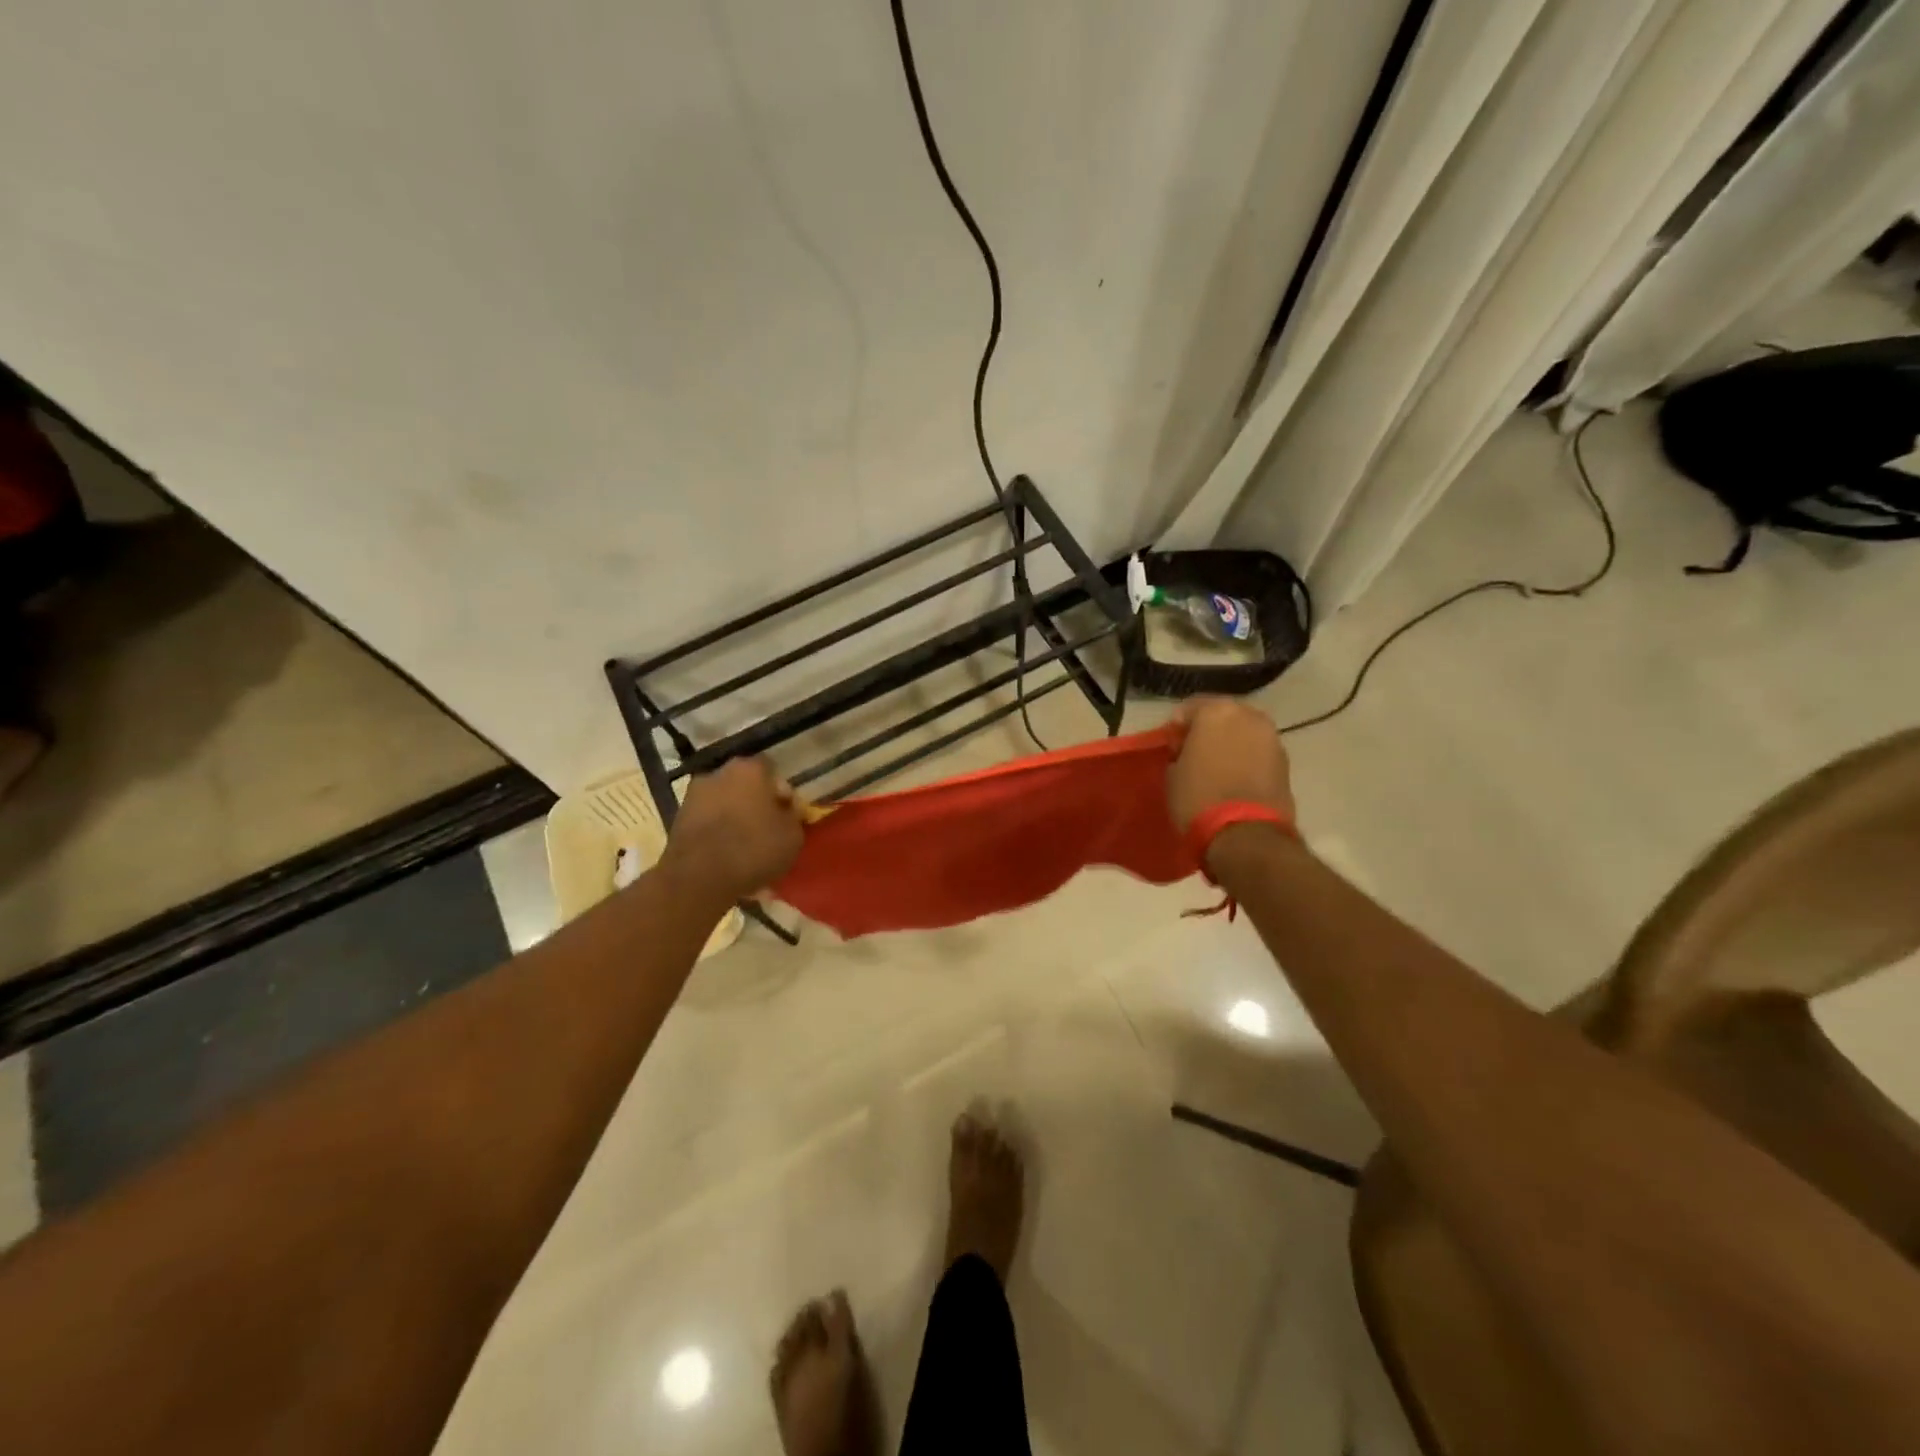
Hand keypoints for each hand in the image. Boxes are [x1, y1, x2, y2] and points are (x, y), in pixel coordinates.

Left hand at [660, 757, 804, 901]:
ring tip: (745, 846)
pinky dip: (716, 832)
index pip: (772, 772)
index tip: (787, 815)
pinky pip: (707, 821)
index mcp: (750, 769)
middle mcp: (719, 772)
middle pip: (745, 785)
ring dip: (734, 817)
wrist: (699, 877)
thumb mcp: (793, 836)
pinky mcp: (678, 818)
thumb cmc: (754, 848)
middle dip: (756, 803)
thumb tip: (786, 811)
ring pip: (724, 802)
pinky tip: (725, 854)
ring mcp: (694, 794)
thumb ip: (793, 816)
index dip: (782, 794)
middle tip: (767, 829)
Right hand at [1166, 696, 1293, 831]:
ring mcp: (1272, 738)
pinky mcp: (1286, 763)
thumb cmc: (1199, 797)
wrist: (1245, 834)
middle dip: (1209, 731)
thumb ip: (1180, 752)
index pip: (1190, 707)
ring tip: (1217, 769)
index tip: (1172, 746)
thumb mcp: (1173, 773)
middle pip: (1223, 716)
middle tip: (1195, 754)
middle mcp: (1249, 715)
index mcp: (1217, 711)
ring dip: (1231, 745)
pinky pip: (1259, 753)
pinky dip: (1247, 760)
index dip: (1178, 727)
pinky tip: (1235, 781)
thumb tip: (1188, 752)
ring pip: (1244, 733)